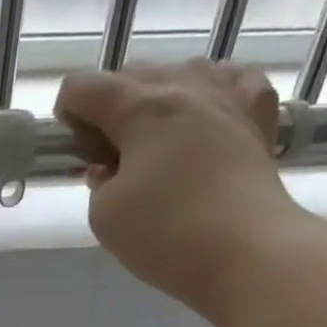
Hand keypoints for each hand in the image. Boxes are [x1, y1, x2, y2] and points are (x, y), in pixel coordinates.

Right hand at [55, 60, 308, 317]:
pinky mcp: (259, 119)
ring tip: (156, 143)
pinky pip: (235, 81)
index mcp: (141, 107)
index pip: (83, 87)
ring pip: (182, 72)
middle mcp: (185, 87)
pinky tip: (208, 116)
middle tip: (110, 159)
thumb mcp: (105, 216)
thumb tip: (111, 168)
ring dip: (159, 98)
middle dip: (110, 109)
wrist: (248, 254)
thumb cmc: (166, 236)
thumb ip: (98, 183)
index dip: (68, 116)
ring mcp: (228, 97)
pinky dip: (214, 92)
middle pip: (132, 75)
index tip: (75, 154)